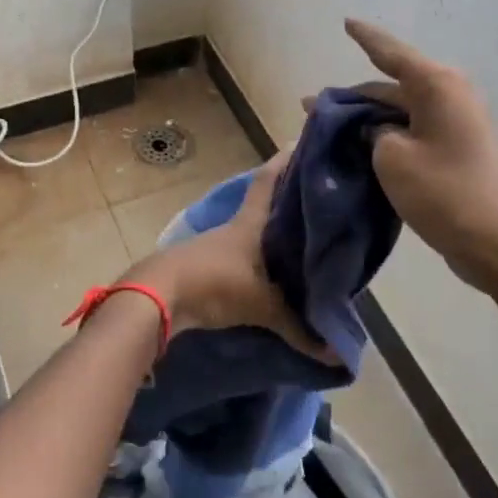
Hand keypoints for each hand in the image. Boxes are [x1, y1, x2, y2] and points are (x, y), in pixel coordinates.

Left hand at [123, 153, 336, 361]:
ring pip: (252, 231)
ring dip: (270, 232)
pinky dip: (256, 259)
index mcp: (251, 221)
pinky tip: (269, 273)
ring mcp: (217, 244)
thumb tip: (337, 354)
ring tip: (300, 238)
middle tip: (316, 196)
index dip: (284, 162)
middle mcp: (235, 226)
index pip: (269, 181)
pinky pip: (240, 255)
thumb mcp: (262, 306)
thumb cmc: (216, 282)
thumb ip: (298, 328)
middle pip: (264, 204)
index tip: (301, 143)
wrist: (160, 295)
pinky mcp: (206, 265)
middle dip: (287, 199)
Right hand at [340, 18, 497, 333]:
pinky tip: (361, 153)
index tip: (346, 22)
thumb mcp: (392, 159)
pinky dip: (386, 140)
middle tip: (311, 109)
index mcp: (436, 85)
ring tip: (329, 132)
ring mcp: (458, 126)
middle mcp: (450, 96)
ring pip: (401, 113)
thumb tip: (374, 129)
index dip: (365, 37)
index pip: (391, 51)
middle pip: (392, 86)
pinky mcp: (460, 154)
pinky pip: (414, 135)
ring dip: (367, 121)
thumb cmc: (448, 193)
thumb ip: (372, 133)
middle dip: (353, 97)